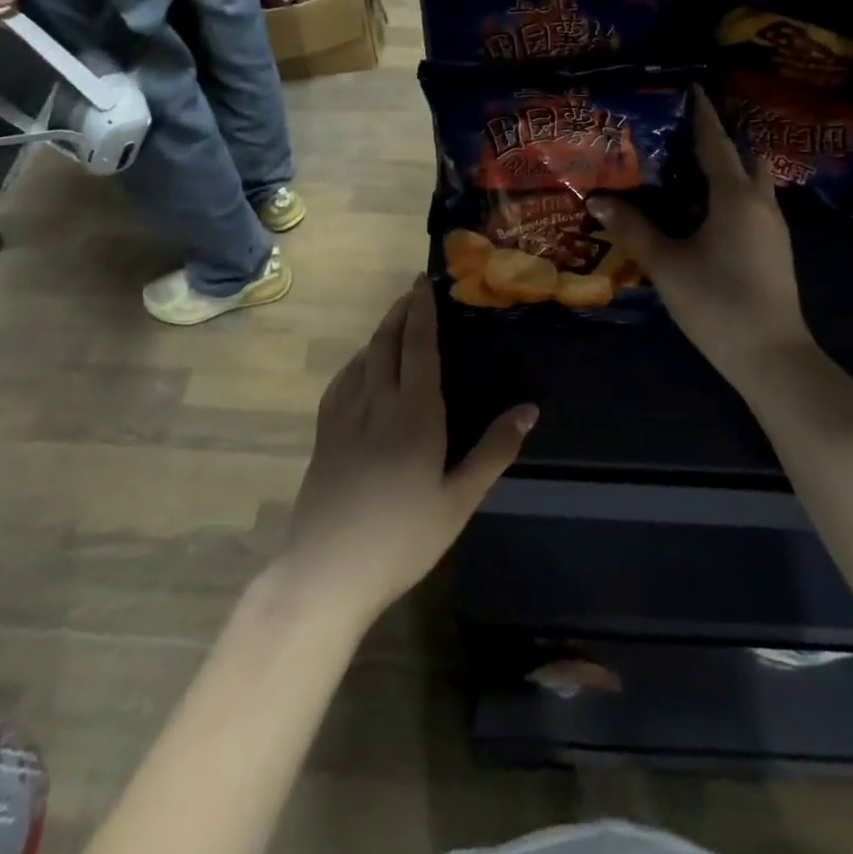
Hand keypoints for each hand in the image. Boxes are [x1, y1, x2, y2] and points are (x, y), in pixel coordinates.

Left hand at [279, 278, 536, 631]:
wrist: (328, 570)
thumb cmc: (403, 537)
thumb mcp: (459, 499)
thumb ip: (494, 450)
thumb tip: (529, 409)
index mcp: (414, 412)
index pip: (418, 346)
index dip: (421, 311)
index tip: (424, 283)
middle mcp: (376, 402)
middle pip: (386, 343)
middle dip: (399, 312)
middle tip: (412, 292)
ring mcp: (344, 416)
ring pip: (361, 359)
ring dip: (378, 333)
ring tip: (393, 322)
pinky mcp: (323, 434)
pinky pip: (341, 382)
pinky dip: (356, 362)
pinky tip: (360, 367)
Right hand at [590, 89, 811, 389]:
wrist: (770, 354)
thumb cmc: (717, 302)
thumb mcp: (667, 264)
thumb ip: (633, 229)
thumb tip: (598, 199)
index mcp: (735, 197)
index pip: (716, 143)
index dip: (703, 115)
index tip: (693, 88)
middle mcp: (760, 203)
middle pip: (743, 158)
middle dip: (718, 141)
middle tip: (682, 136)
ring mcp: (772, 227)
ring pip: (751, 183)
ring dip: (726, 170)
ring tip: (686, 171)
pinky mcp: (774, 248)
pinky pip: (752, 205)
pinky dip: (730, 195)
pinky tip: (702, 212)